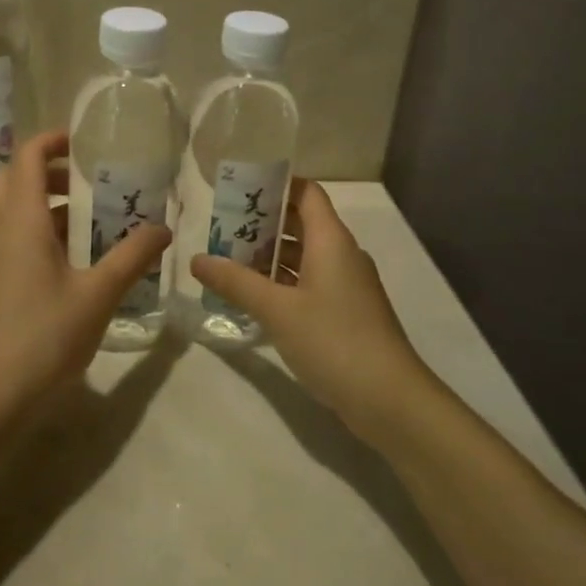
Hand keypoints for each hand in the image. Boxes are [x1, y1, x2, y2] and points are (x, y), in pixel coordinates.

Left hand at [0, 129, 171, 415]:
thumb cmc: (43, 336)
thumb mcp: (98, 295)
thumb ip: (132, 256)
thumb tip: (164, 228)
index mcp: (20, 217)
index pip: (28, 154)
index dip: (54, 139)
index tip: (86, 142)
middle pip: (14, 176)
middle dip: (49, 171)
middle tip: (89, 183)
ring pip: (8, 207)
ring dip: (42, 202)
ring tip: (87, 222)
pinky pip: (5, 234)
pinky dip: (33, 229)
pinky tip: (68, 260)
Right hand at [190, 182, 437, 442]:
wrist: (389, 399)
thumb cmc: (333, 340)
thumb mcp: (277, 309)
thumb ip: (236, 282)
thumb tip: (196, 259)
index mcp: (331, 241)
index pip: (307, 193)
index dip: (276, 186)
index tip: (240, 191)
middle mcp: (342, 255)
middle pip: (302, 223)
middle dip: (263, 224)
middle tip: (223, 230)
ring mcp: (346, 285)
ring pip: (304, 256)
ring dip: (270, 256)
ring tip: (229, 262)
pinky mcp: (346, 312)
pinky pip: (310, 283)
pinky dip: (283, 283)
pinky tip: (254, 298)